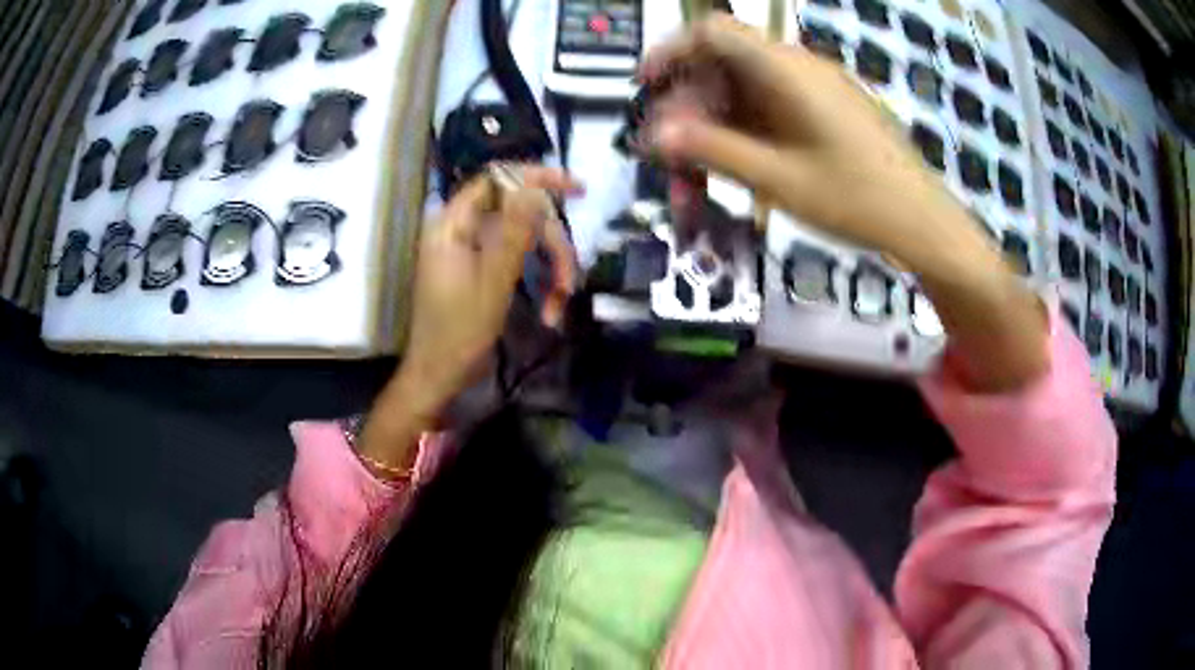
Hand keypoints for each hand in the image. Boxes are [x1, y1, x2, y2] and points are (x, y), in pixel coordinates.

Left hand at [403, 167, 581, 409]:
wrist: (440, 375)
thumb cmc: (459, 332)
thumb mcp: (492, 281)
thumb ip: (513, 232)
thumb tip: (532, 187)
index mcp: (453, 224)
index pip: (497, 179)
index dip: (537, 178)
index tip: (577, 189)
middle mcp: (463, 229)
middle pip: (520, 214)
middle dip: (551, 244)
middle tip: (571, 279)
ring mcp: (474, 249)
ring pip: (525, 239)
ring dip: (549, 268)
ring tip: (560, 304)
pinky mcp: (483, 268)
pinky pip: (519, 260)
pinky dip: (538, 281)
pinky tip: (550, 310)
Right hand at [643, 15, 1048, 391]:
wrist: (924, 223)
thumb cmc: (858, 199)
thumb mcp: (779, 179)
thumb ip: (714, 150)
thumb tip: (655, 135)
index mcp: (787, 70)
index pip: (712, 32)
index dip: (671, 52)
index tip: (646, 89)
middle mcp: (798, 68)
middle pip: (722, 69)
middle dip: (688, 111)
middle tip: (671, 162)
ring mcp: (814, 89)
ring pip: (744, 94)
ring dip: (714, 131)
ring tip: (698, 183)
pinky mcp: (825, 111)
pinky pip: (770, 110)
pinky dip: (744, 135)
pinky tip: (737, 171)